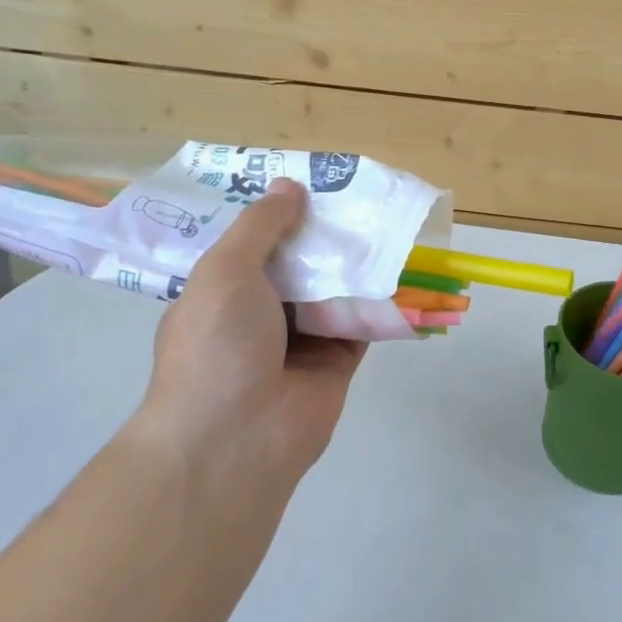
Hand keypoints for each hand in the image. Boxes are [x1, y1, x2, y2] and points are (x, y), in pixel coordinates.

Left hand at [138, 180, 365, 485]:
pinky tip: (404, 265)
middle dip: (325, 233)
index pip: (253, 243)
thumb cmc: (217, 345)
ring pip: (335, 289)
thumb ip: (260, 226)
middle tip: (360, 194)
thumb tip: (289, 185)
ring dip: (357, 261)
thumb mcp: (225, 270)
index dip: (279, 213)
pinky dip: (382, 298)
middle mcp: (260, 313)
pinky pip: (363, 321)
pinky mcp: (337, 361)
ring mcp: (300, 339)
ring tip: (388, 218)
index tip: (310, 182)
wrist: (236, 439)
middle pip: (300, 263)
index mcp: (223, 292)